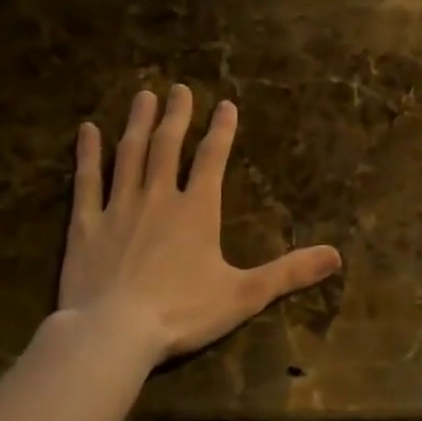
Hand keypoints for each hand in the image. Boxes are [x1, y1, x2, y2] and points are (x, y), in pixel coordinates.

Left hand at [56, 85, 341, 365]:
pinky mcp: (84, 225)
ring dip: (137, 123)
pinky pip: (86, 181)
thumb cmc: (182, 312)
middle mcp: (158, 198)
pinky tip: (86, 130)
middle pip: (168, 146)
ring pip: (129, 154)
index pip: (212, 159)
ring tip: (143, 96)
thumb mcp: (244, 295)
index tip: (226, 104)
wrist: (113, 332)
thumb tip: (336, 256)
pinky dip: (87, 154)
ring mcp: (118, 208)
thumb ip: (289, 272)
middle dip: (177, 116)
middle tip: (179, 88)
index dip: (221, 130)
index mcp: (197, 211)